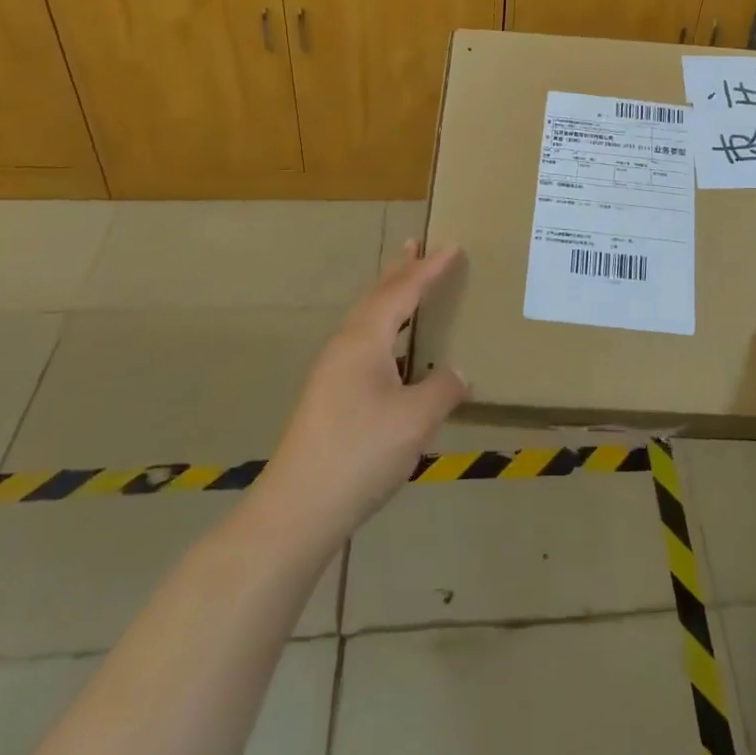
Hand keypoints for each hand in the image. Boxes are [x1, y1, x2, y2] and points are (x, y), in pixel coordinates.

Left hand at [254, 242, 468, 548]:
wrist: (297, 509)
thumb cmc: (360, 453)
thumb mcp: (416, 419)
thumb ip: (443, 389)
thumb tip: (458, 373)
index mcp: (365, 339)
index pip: (403, 291)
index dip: (430, 268)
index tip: (453, 246)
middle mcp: (345, 345)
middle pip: (376, 296)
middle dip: (400, 270)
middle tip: (416, 245)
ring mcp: (332, 371)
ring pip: (366, 319)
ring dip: (388, 296)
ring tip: (406, 284)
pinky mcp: (328, 396)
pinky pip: (362, 341)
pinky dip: (383, 326)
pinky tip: (391, 348)